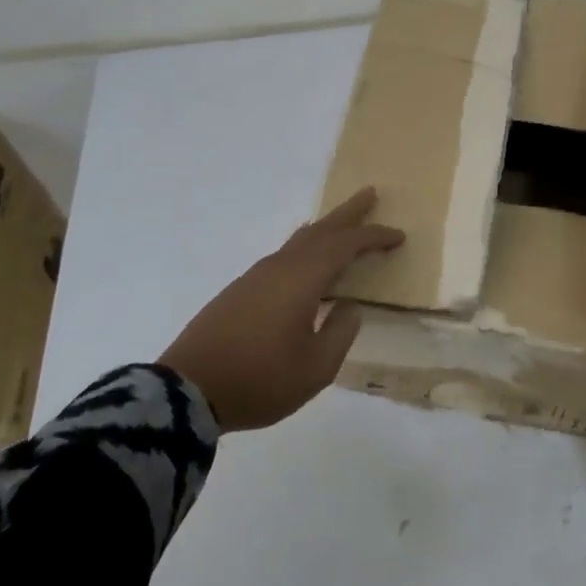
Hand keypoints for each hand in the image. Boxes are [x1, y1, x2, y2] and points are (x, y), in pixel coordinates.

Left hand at [161, 187, 403, 430]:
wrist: (187, 391)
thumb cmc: (259, 380)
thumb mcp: (315, 368)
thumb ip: (340, 333)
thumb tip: (348, 306)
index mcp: (302, 279)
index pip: (346, 245)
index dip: (374, 237)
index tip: (398, 236)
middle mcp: (279, 267)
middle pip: (320, 229)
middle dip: (348, 213)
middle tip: (371, 193)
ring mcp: (256, 277)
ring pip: (298, 241)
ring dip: (325, 229)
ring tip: (342, 224)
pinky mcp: (240, 290)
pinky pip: (283, 256)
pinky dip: (304, 248)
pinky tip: (305, 259)